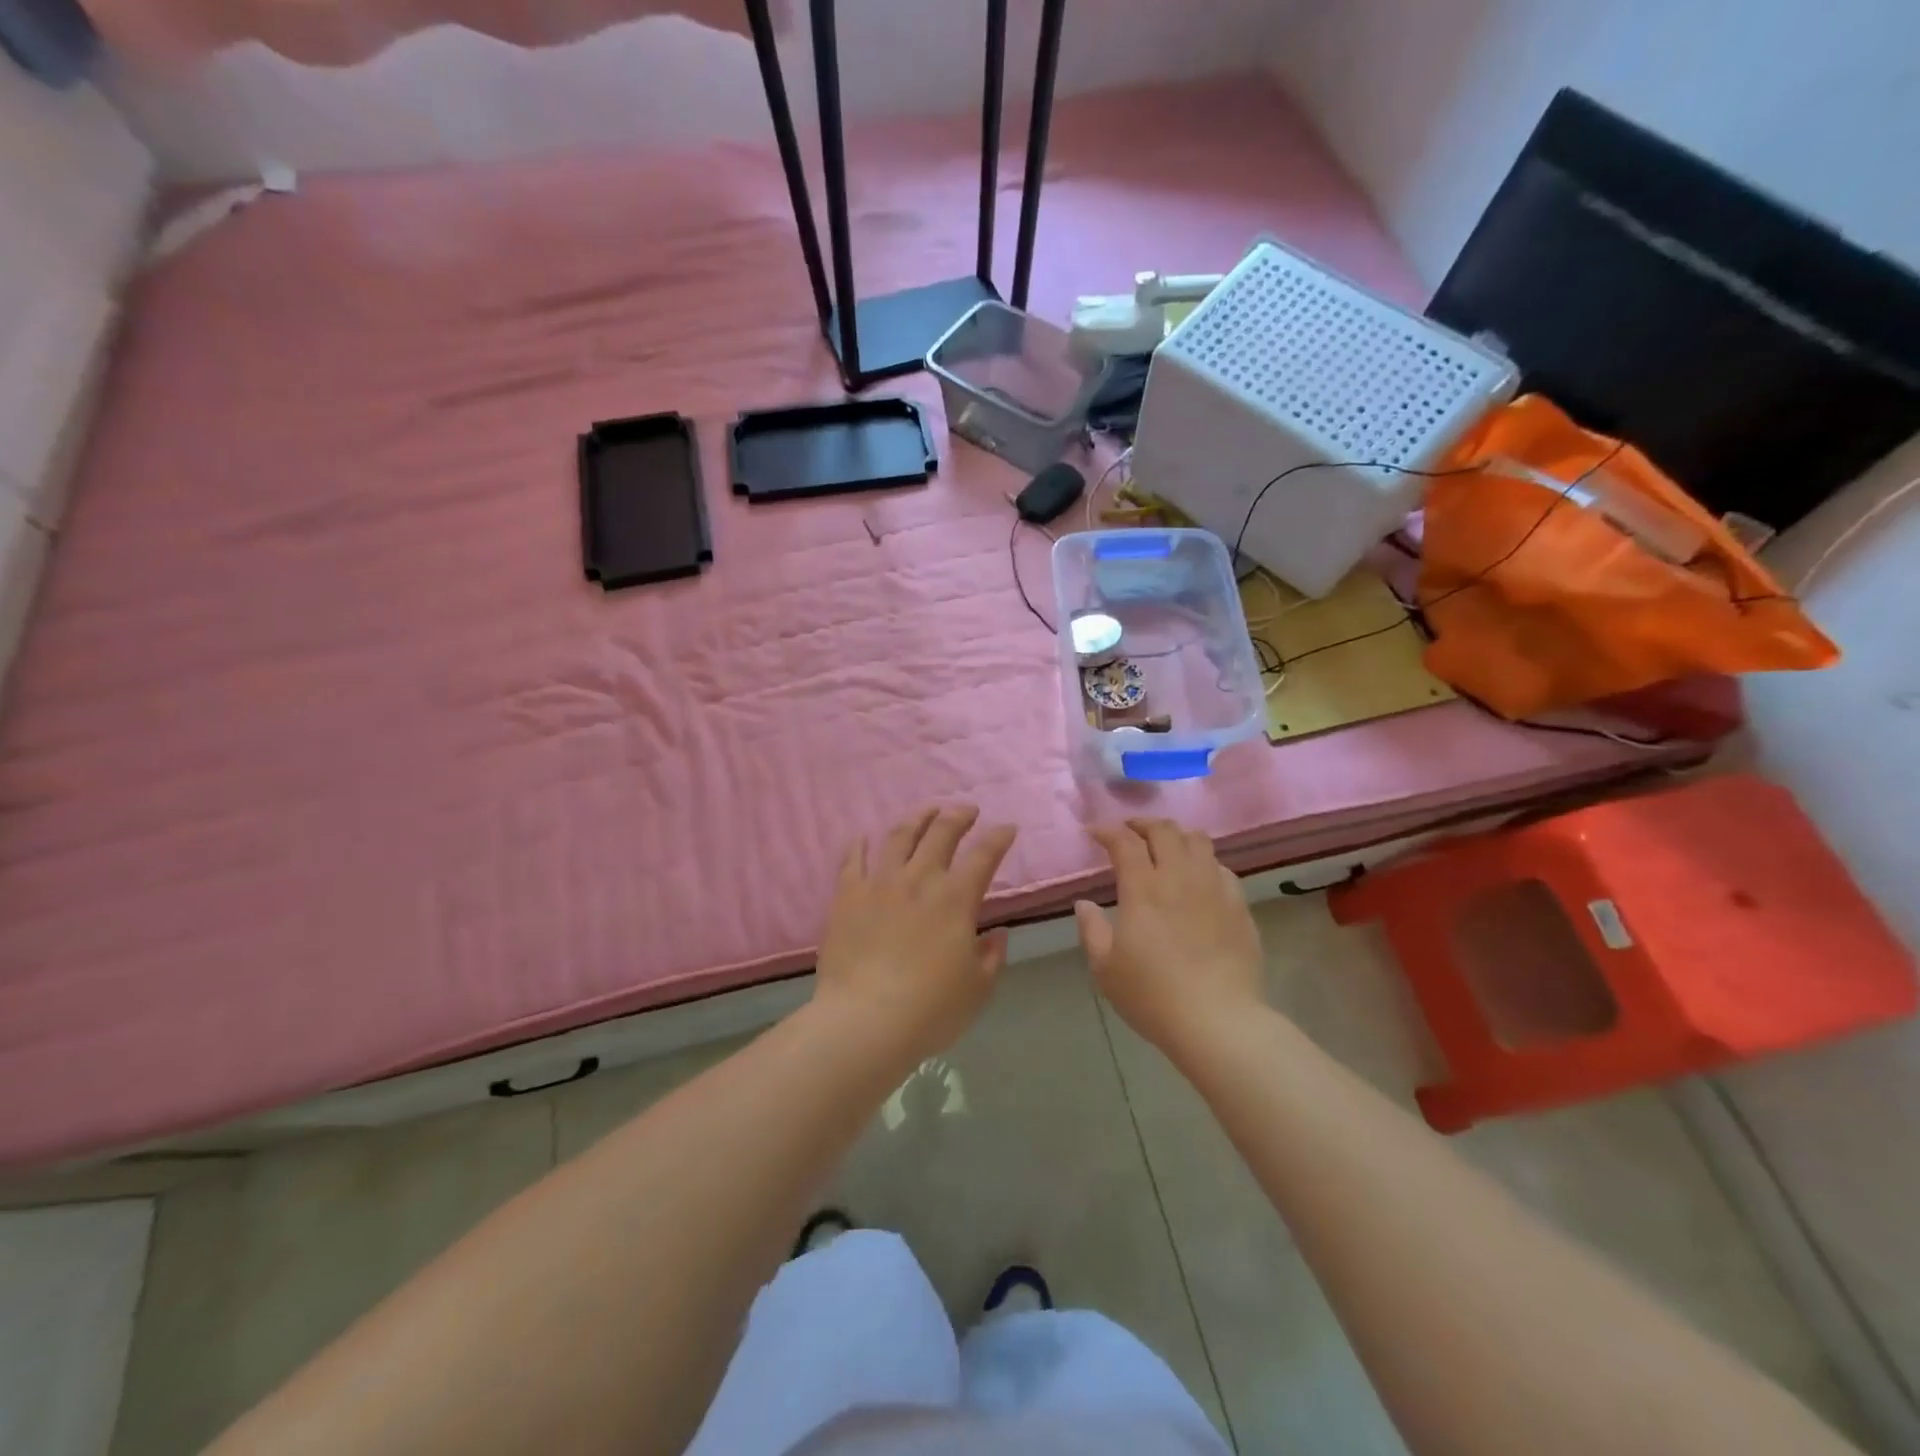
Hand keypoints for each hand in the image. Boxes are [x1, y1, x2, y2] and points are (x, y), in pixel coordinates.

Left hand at [813, 805, 1017, 1075]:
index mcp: (956, 899)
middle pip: (941, 832)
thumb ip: (991, 957)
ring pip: (900, 836)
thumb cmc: (929, 1010)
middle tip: (967, 810)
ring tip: (926, 811)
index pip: (984, 855)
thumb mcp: (977, 989)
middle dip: (959, 815)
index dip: (999, 837)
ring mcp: (879, 883)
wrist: (864, 1021)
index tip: (1007, 828)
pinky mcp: (847, 895)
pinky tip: (862, 836)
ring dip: (917, 818)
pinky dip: (859, 844)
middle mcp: (919, 879)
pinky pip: (852, 860)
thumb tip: (997, 934)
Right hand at [1075, 818, 1265, 1057]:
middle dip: (1142, 824)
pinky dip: (1204, 863)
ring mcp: (1214, 888)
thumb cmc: (1153, 995)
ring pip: (1198, 840)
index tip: (1095, 832)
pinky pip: (1221, 868)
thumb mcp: (1105, 968)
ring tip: (1166, 846)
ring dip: (1176, 835)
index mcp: (1143, 888)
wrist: (1218, 1021)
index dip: (1107, 830)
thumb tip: (1084, 904)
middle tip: (1129, 832)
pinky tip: (1198, 878)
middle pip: (1164, 830)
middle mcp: (1179, 877)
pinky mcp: (1239, 906)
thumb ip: (1091, 930)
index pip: (1124, 841)